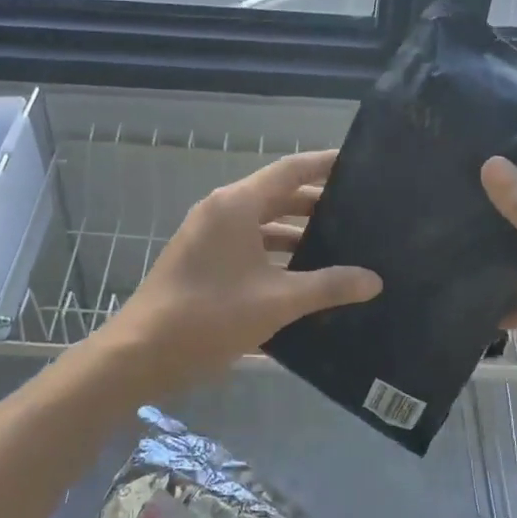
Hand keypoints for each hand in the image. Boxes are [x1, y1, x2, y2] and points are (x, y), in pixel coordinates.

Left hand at [100, 150, 381, 395]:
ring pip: (262, 225)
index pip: (290, 170)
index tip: (359, 165)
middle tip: (360, 214)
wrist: (142, 352)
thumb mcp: (277, 301)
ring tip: (340, 247)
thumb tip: (374, 280)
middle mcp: (221, 212)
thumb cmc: (210, 316)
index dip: (325, 165)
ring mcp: (208, 237)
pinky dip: (276, 255)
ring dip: (297, 234)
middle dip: (316, 205)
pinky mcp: (203, 262)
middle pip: (277, 196)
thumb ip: (328, 286)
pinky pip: (248, 247)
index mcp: (236, 205)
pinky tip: (304, 278)